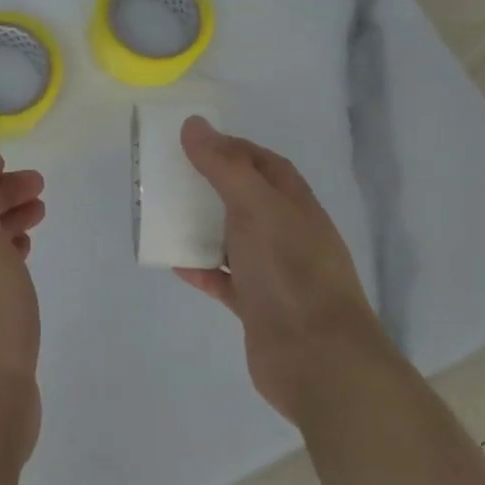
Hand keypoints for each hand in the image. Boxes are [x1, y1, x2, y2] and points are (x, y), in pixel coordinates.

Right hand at [175, 116, 381, 415]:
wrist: (318, 360)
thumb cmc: (290, 272)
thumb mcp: (256, 208)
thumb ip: (224, 167)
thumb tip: (194, 124)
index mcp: (296, 206)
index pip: (266, 164)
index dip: (234, 149)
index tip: (195, 143)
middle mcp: (288, 235)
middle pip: (247, 200)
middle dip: (213, 186)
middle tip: (172, 177)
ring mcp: (274, 273)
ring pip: (233, 240)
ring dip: (203, 228)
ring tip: (165, 216)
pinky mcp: (258, 307)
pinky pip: (224, 280)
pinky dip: (202, 270)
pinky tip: (176, 263)